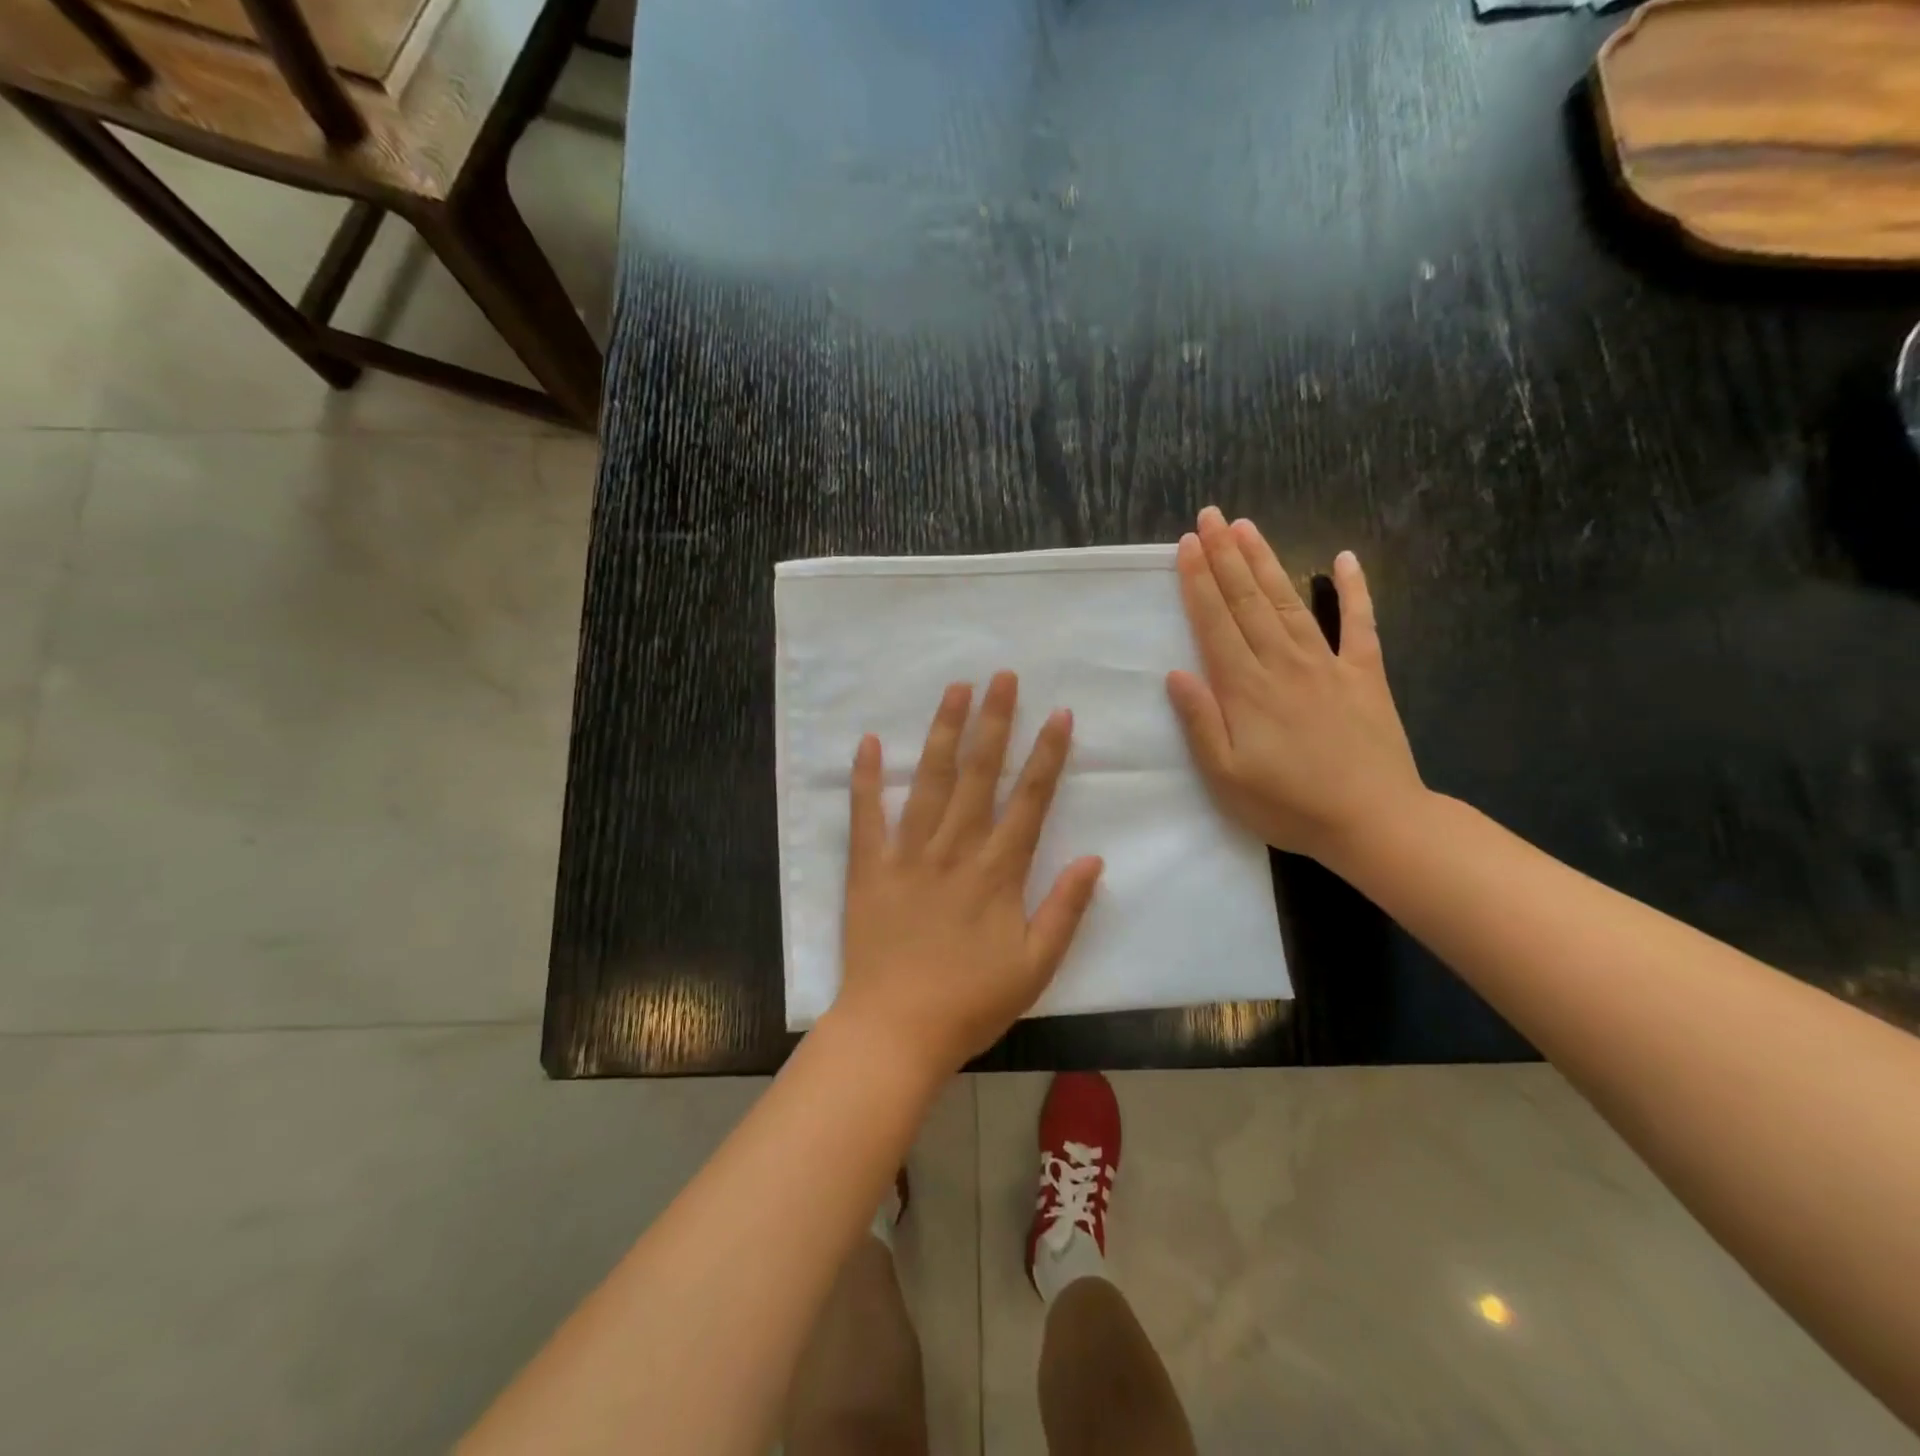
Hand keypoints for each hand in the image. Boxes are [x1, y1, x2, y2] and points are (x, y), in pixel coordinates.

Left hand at [834, 673, 1104, 1075]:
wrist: (895, 1031)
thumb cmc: (970, 1002)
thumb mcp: (1036, 967)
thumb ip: (1066, 909)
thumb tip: (1094, 858)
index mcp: (997, 872)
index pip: (1029, 800)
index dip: (1046, 755)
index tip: (1058, 714)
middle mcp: (954, 850)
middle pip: (978, 775)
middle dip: (994, 722)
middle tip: (1003, 676)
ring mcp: (908, 854)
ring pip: (928, 781)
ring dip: (943, 732)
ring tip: (955, 689)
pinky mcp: (868, 868)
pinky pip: (865, 815)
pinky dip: (865, 778)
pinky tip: (866, 741)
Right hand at [1166, 506, 1426, 866]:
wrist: (1374, 822)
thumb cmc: (1288, 805)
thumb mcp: (1225, 777)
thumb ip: (1200, 722)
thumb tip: (1175, 673)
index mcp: (1246, 689)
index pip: (1215, 623)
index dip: (1199, 582)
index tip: (1188, 544)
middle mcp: (1283, 664)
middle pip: (1249, 601)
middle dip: (1226, 556)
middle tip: (1211, 516)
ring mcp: (1327, 664)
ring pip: (1291, 601)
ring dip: (1267, 561)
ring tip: (1248, 526)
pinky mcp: (1365, 674)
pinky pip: (1360, 623)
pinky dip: (1354, 589)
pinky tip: (1344, 558)